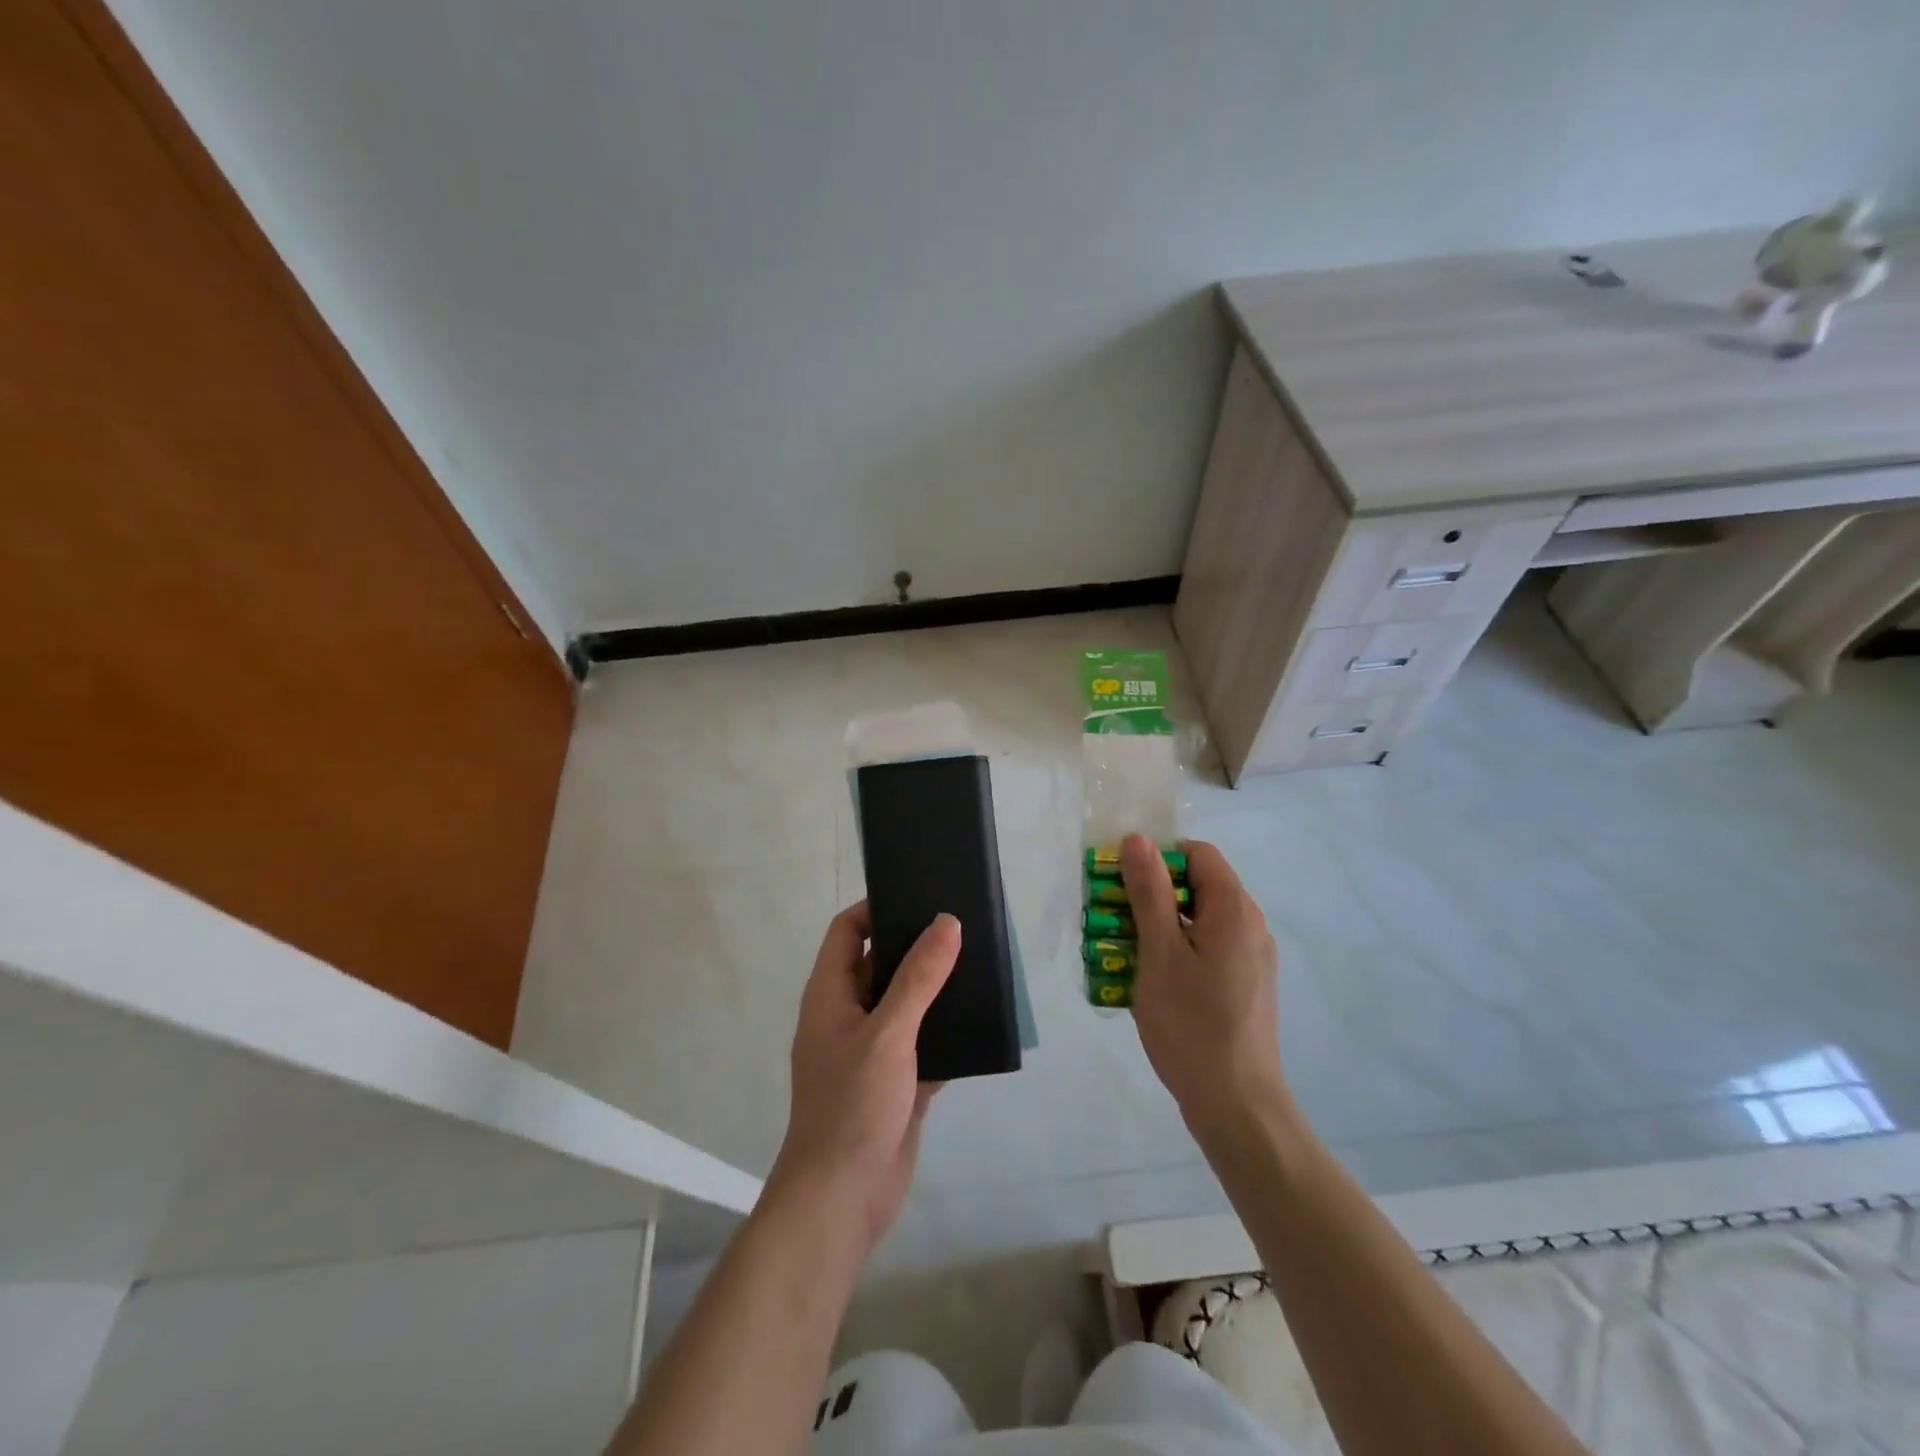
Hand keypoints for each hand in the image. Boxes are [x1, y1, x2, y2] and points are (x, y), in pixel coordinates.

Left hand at [767, 903, 958, 1250]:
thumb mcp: (887, 1033)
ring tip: (980, 962)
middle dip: (917, 945)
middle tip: (962, 924)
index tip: (918, 894)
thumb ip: (918, 978)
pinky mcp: (898, 1081)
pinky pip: (926, 1042)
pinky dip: (948, 1031)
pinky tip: (983, 1020)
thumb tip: (946, 922)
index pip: (847, 931)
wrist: (843, 1200)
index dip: (876, 908)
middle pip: (881, 963)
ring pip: (907, 1004)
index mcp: (831, 994)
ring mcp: (873, 1050)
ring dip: (937, 988)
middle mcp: (848, 1015)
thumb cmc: (852, 1105)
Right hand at [1120, 834, 1285, 1129]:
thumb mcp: (1159, 952)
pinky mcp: (1243, 986)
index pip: (1197, 854)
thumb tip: (1138, 840)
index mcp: (1234, 909)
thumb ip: (1149, 893)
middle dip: (1150, 894)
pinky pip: (1205, 950)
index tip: (1120, 881)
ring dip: (1157, 926)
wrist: (1236, 1104)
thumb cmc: (1192, 1024)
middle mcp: (1249, 925)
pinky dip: (1174, 952)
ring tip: (1120, 951)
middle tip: (1110, 918)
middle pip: (1196, 886)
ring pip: (1197, 921)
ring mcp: (1249, 958)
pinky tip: (1146, 982)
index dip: (1157, 857)